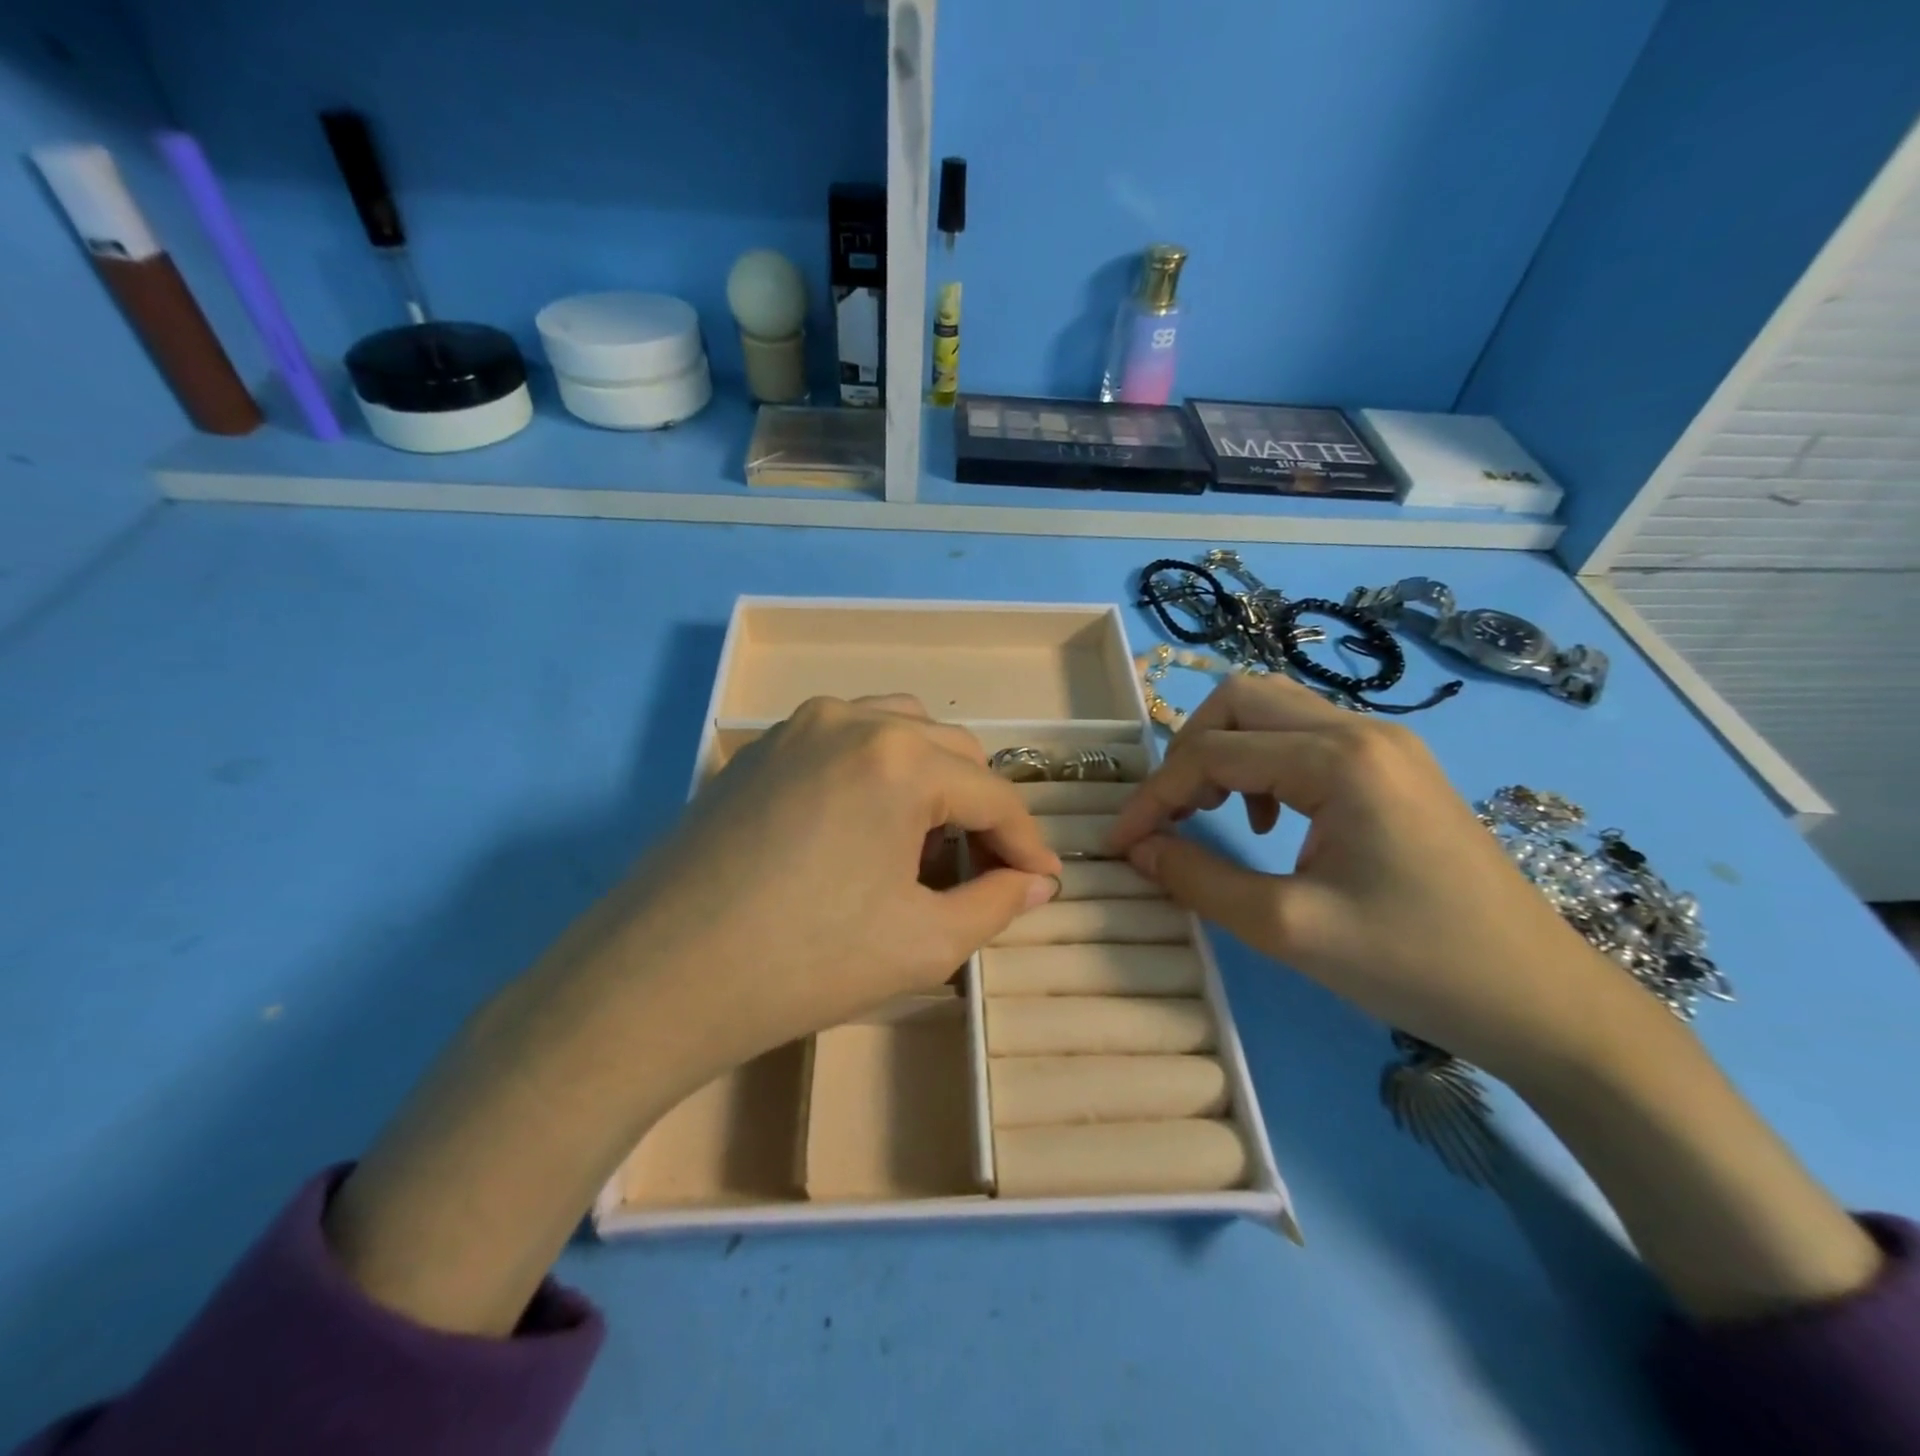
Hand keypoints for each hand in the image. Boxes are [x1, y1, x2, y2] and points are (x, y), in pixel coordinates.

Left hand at [601, 692, 1061, 1078]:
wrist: (658, 979)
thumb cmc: (804, 964)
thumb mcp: (924, 943)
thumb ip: (998, 904)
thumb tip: (1039, 883)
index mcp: (899, 758)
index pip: (992, 794)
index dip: (1027, 843)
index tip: (1045, 882)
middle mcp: (852, 719)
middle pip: (952, 751)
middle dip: (980, 809)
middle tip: (983, 871)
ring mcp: (798, 727)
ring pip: (900, 731)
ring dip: (931, 780)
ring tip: (926, 843)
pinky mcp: (760, 749)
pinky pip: (845, 742)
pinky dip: (878, 773)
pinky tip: (865, 830)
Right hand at [1107, 676, 1883, 1323]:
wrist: (1543, 1002)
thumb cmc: (1416, 964)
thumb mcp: (1288, 928)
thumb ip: (1199, 880)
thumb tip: (1138, 850)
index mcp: (1339, 759)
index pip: (1213, 753)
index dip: (1155, 796)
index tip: (1119, 843)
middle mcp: (1360, 729)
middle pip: (1240, 700)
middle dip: (1186, 753)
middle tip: (1171, 816)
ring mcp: (1383, 744)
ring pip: (1271, 712)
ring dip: (1223, 752)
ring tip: (1212, 814)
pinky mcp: (1393, 768)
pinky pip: (1303, 738)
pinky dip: (1261, 763)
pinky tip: (1268, 820)